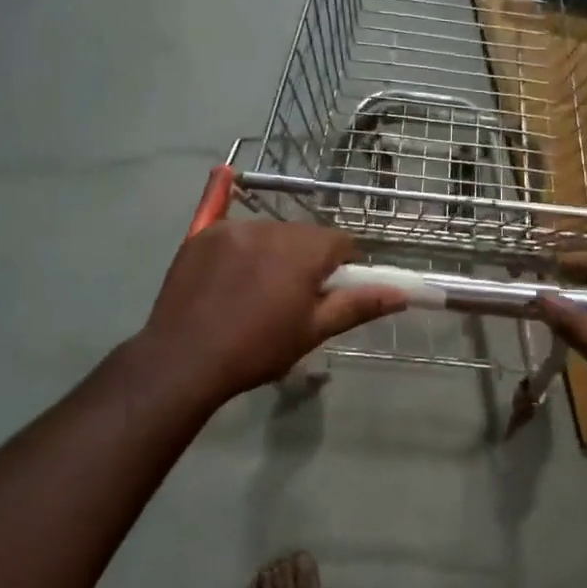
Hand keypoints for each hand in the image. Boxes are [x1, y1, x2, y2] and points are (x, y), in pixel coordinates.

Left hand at [141, 222, 405, 402]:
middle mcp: (271, 228)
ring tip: (254, 291)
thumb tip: (401, 294)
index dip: (341, 266)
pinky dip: (240, 245)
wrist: (184, 359)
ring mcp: (233, 229)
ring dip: (273, 252)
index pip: (340, 242)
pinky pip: (233, 229)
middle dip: (306, 259)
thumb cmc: (257, 349)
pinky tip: (227, 244)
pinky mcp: (201, 235)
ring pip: (270, 232)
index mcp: (303, 251)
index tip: (329, 292)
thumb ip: (358, 305)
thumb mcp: (313, 331)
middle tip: (291, 297)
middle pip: (304, 234)